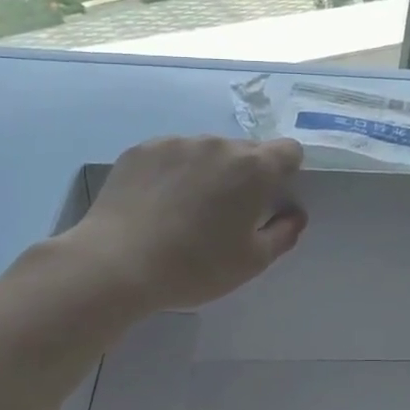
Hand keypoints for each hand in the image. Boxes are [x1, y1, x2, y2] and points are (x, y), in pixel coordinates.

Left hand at [65, 135, 306, 311]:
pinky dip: (172, 173)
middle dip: (244, 175)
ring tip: (184, 210)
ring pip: (206, 152)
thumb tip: (293, 215)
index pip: (288, 150)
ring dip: (207, 172)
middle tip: (225, 213)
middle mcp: (218, 144)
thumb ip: (283, 234)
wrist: (115, 264)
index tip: (269, 198)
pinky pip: (170, 155)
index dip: (285, 171)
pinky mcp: (142, 150)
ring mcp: (176, 143)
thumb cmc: (195, 266)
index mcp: (253, 168)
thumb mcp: (252, 262)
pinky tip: (156, 205)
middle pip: (245, 151)